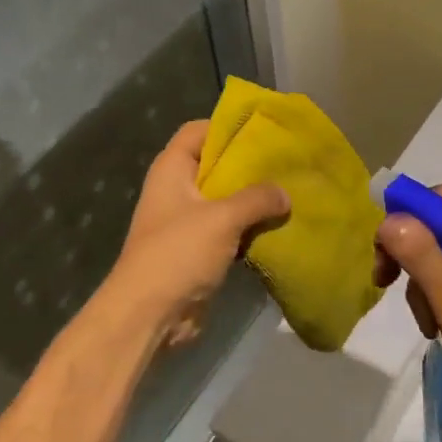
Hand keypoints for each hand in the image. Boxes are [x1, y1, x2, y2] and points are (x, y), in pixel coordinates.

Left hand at [106, 121, 290, 346]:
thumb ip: (256, 199)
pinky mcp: (199, 250)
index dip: (228, 127)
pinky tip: (280, 226)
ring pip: (226, 200)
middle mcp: (177, 189)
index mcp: (172, 169)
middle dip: (250, 165)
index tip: (265, 130)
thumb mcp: (222, 218)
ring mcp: (188, 221)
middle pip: (216, 165)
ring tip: (292, 193)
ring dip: (254, 201)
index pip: (199, 130)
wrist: (150, 315)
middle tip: (288, 163)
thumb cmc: (178, 253)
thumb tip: (285, 194)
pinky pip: (229, 230)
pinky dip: (250, 228)